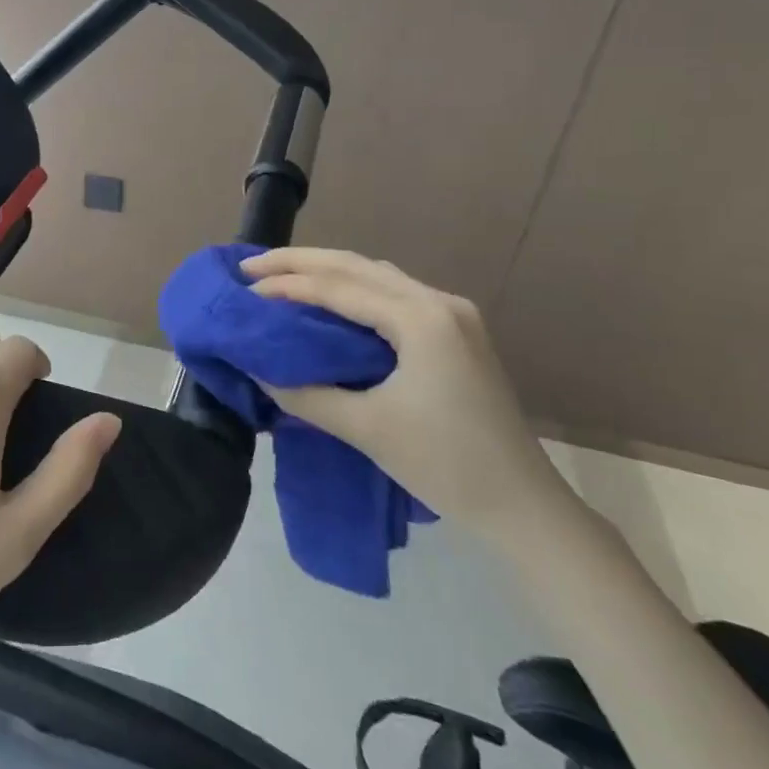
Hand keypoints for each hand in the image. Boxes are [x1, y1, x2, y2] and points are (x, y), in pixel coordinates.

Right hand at [243, 248, 573, 545]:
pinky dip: (353, 290)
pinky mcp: (455, 332)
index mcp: (422, 319)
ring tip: (281, 276)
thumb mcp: (367, 430)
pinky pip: (392, 293)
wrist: (524, 505)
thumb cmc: (446, 465)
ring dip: (327, 271)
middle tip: (251, 266)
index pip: (340, 287)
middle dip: (301, 262)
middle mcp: (439, 302)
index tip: (244, 289)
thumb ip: (307, 394)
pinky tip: (328, 300)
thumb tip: (258, 371)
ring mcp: (452, 314)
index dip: (288, 285)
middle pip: (357, 266)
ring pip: (376, 275)